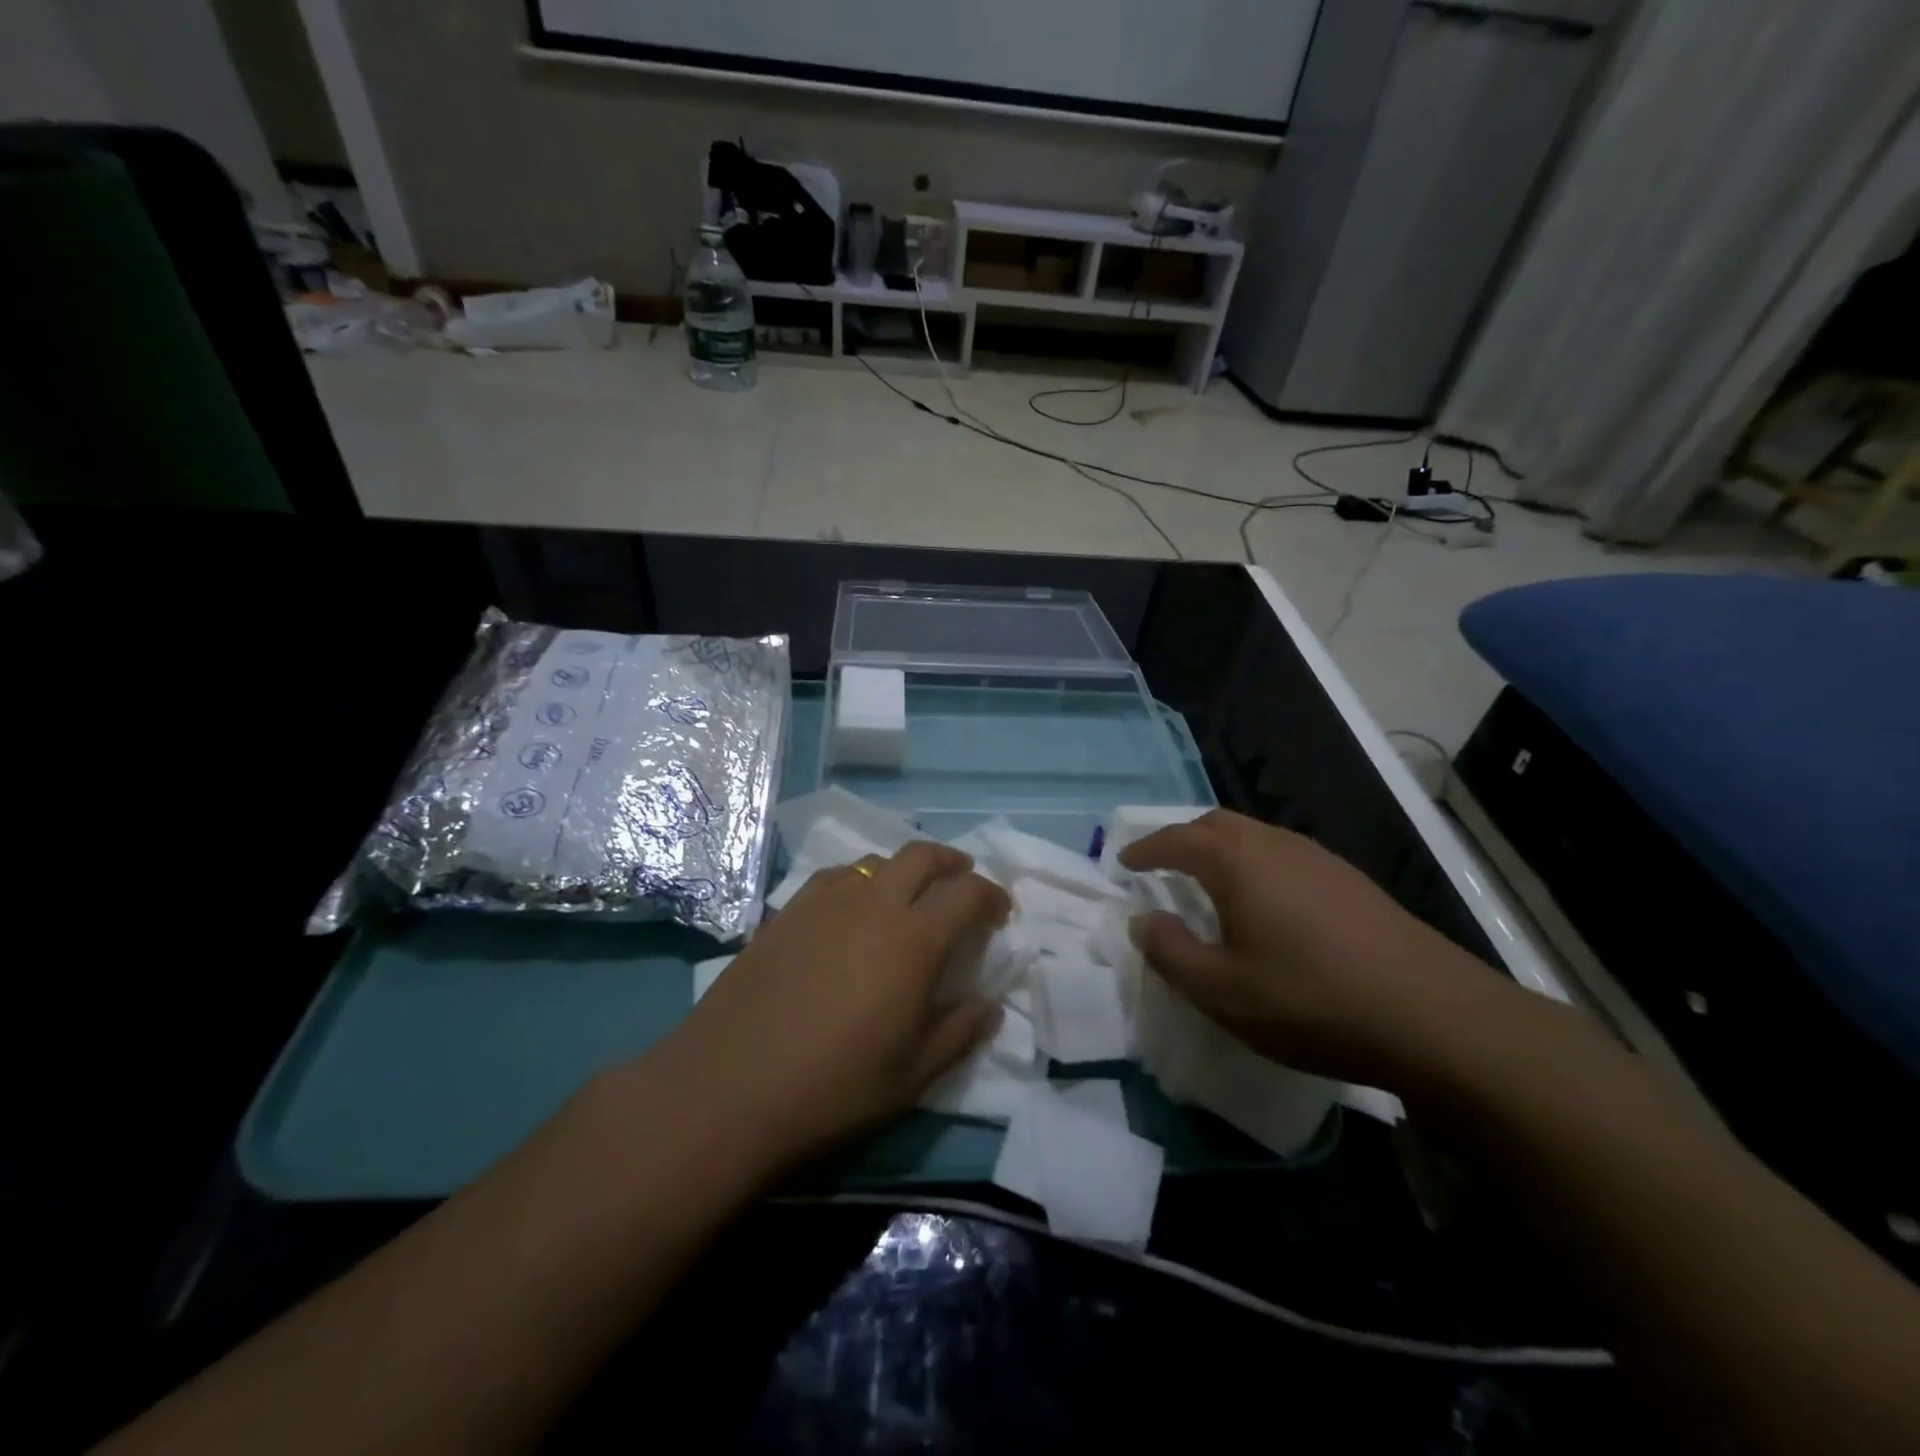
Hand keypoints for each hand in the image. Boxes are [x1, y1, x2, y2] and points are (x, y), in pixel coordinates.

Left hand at [657, 842, 1009, 1169]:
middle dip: (952, 862)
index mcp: (914, 940)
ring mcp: (824, 902)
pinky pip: (833, 878)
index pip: (968, 893)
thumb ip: (959, 1033)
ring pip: (875, 861)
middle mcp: (872, 904)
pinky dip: (857, 882)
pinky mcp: (785, 912)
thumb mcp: (912, 1077)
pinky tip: (849, 912)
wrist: (727, 1088)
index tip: (999, 914)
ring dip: (902, 871)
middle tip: (961, 884)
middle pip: (922, 855)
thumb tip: (989, 1006)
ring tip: (906, 900)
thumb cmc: (832, 1088)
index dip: (993, 896)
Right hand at [1120, 810, 1503, 1087]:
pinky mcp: (1352, 882)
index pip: (1176, 839)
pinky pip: (1285, 856)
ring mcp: (1320, 859)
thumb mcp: (1222, 991)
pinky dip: (1256, 866)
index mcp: (1237, 861)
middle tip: (1161, 865)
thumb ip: (1170, 952)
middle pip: (1217, 824)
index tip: (1122, 861)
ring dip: (1222, 850)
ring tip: (1209, 883)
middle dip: (1182, 838)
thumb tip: (1143, 921)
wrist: (1435, 1017)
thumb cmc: (1311, 1000)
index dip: (1144, 848)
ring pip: (1255, 837)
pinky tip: (1268, 905)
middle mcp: (1276, 845)